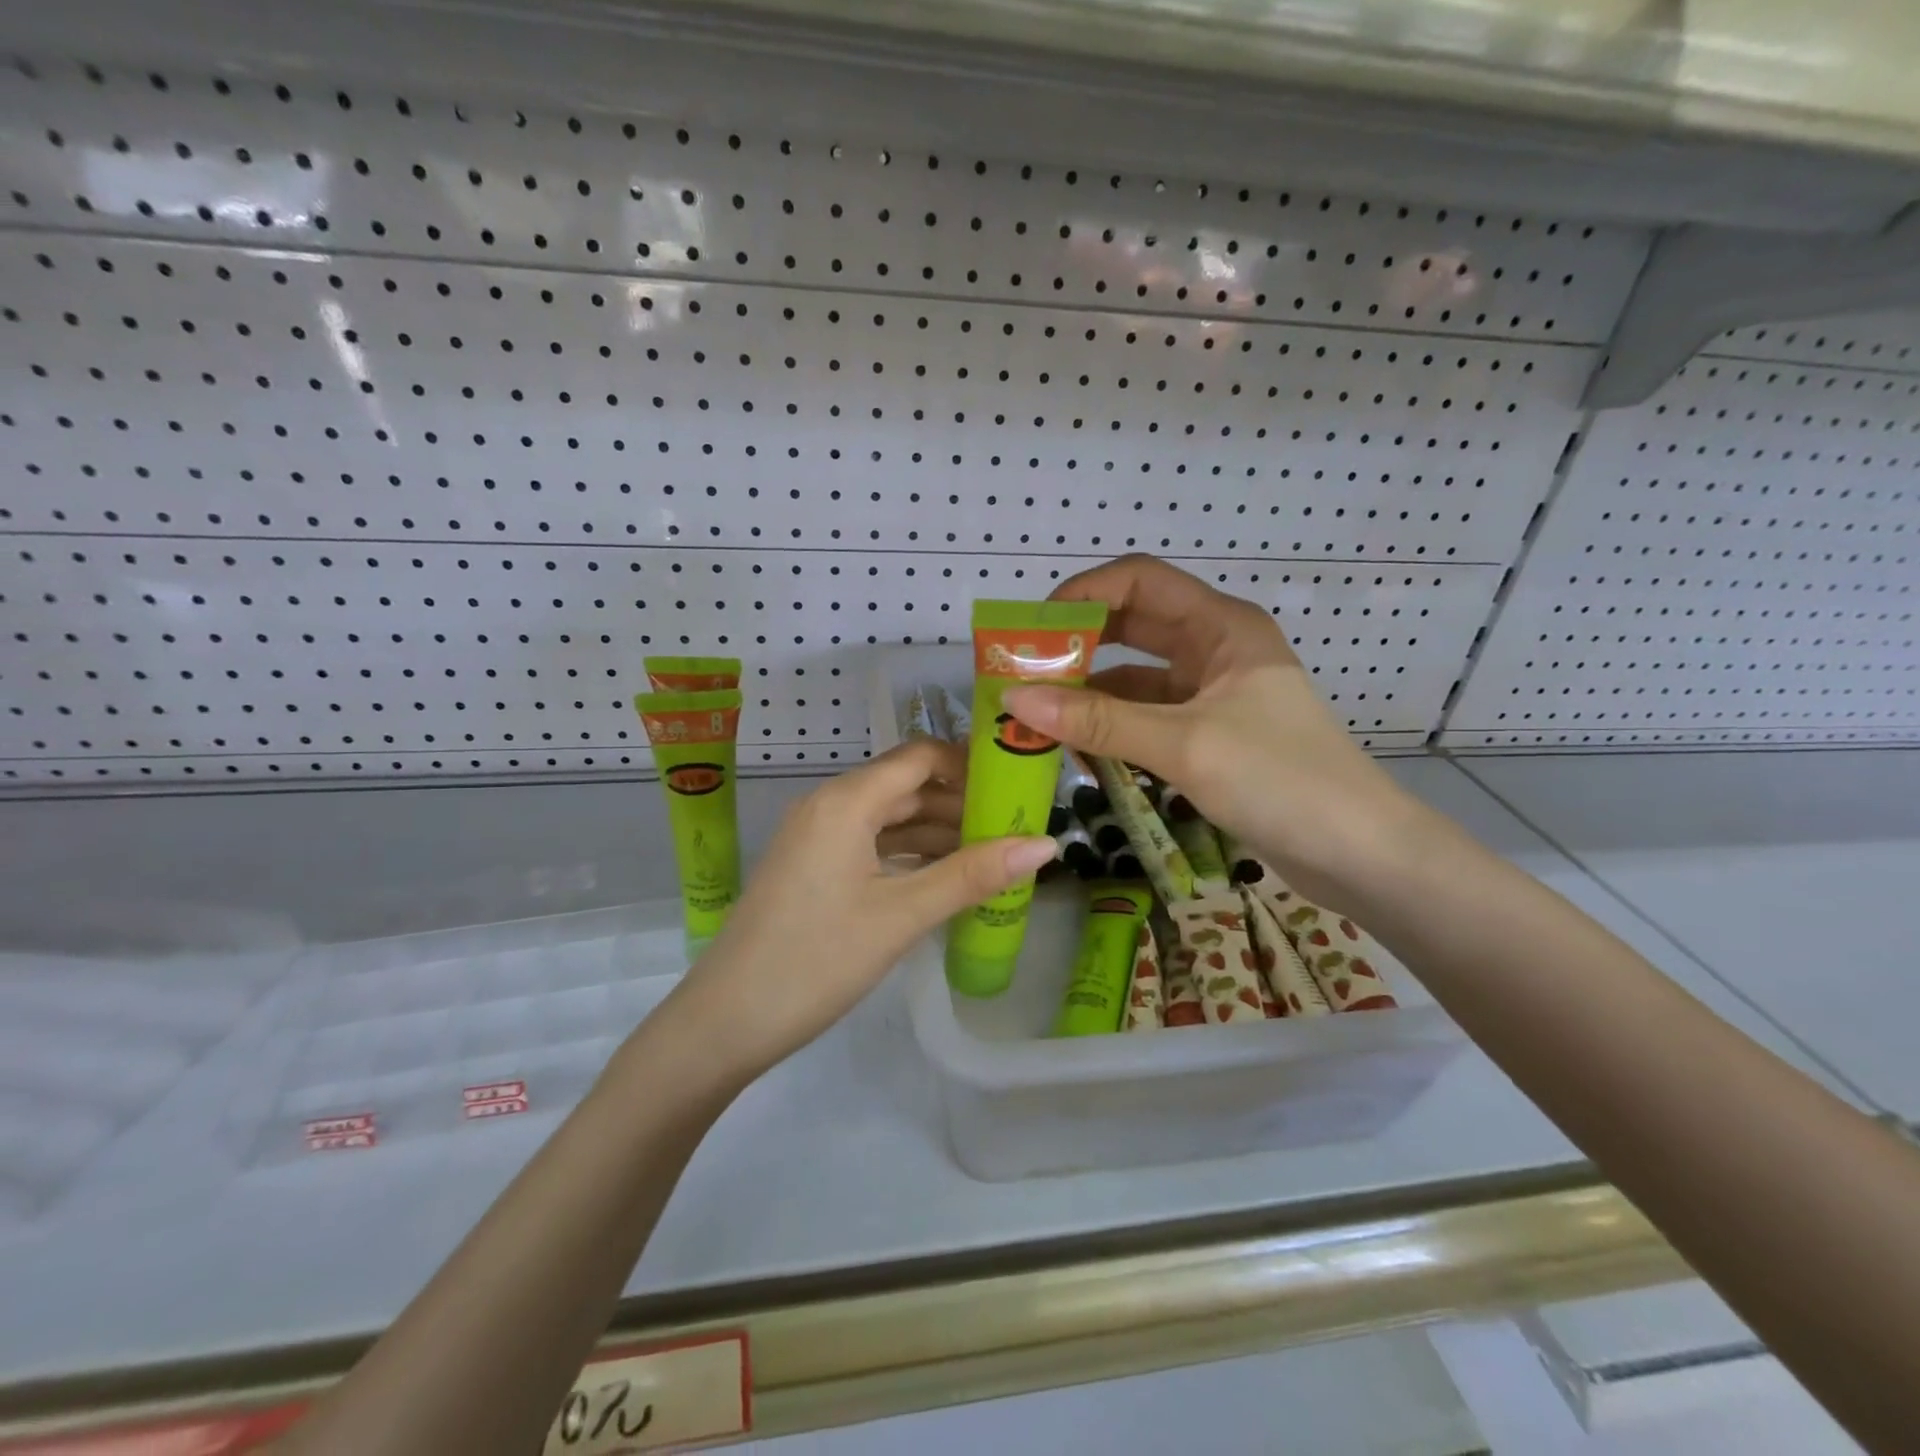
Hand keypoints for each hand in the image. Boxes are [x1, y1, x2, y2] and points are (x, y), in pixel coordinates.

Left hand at [660, 738, 1056, 1079]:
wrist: (725, 1020)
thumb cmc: (817, 960)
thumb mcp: (901, 916)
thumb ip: (972, 875)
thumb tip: (1046, 844)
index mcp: (847, 801)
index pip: (920, 757)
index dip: (969, 764)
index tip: (1016, 786)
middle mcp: (829, 804)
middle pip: (906, 785)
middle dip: (960, 802)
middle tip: (1015, 826)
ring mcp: (816, 835)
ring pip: (889, 817)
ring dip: (937, 830)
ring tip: (992, 854)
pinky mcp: (811, 865)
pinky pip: (870, 843)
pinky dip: (908, 852)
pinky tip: (943, 876)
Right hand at [1002, 555, 1422, 906]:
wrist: (1358, 854)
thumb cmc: (1281, 781)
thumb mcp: (1184, 745)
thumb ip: (1099, 722)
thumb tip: (1015, 701)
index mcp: (1221, 626)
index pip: (1139, 581)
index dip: (1082, 594)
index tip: (1031, 629)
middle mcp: (1214, 648)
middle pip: (1131, 626)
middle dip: (1076, 645)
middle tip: (1021, 673)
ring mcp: (1211, 693)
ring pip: (1133, 677)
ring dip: (1088, 692)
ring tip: (1034, 715)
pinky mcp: (1207, 733)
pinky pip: (1145, 717)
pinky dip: (1110, 728)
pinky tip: (1074, 748)